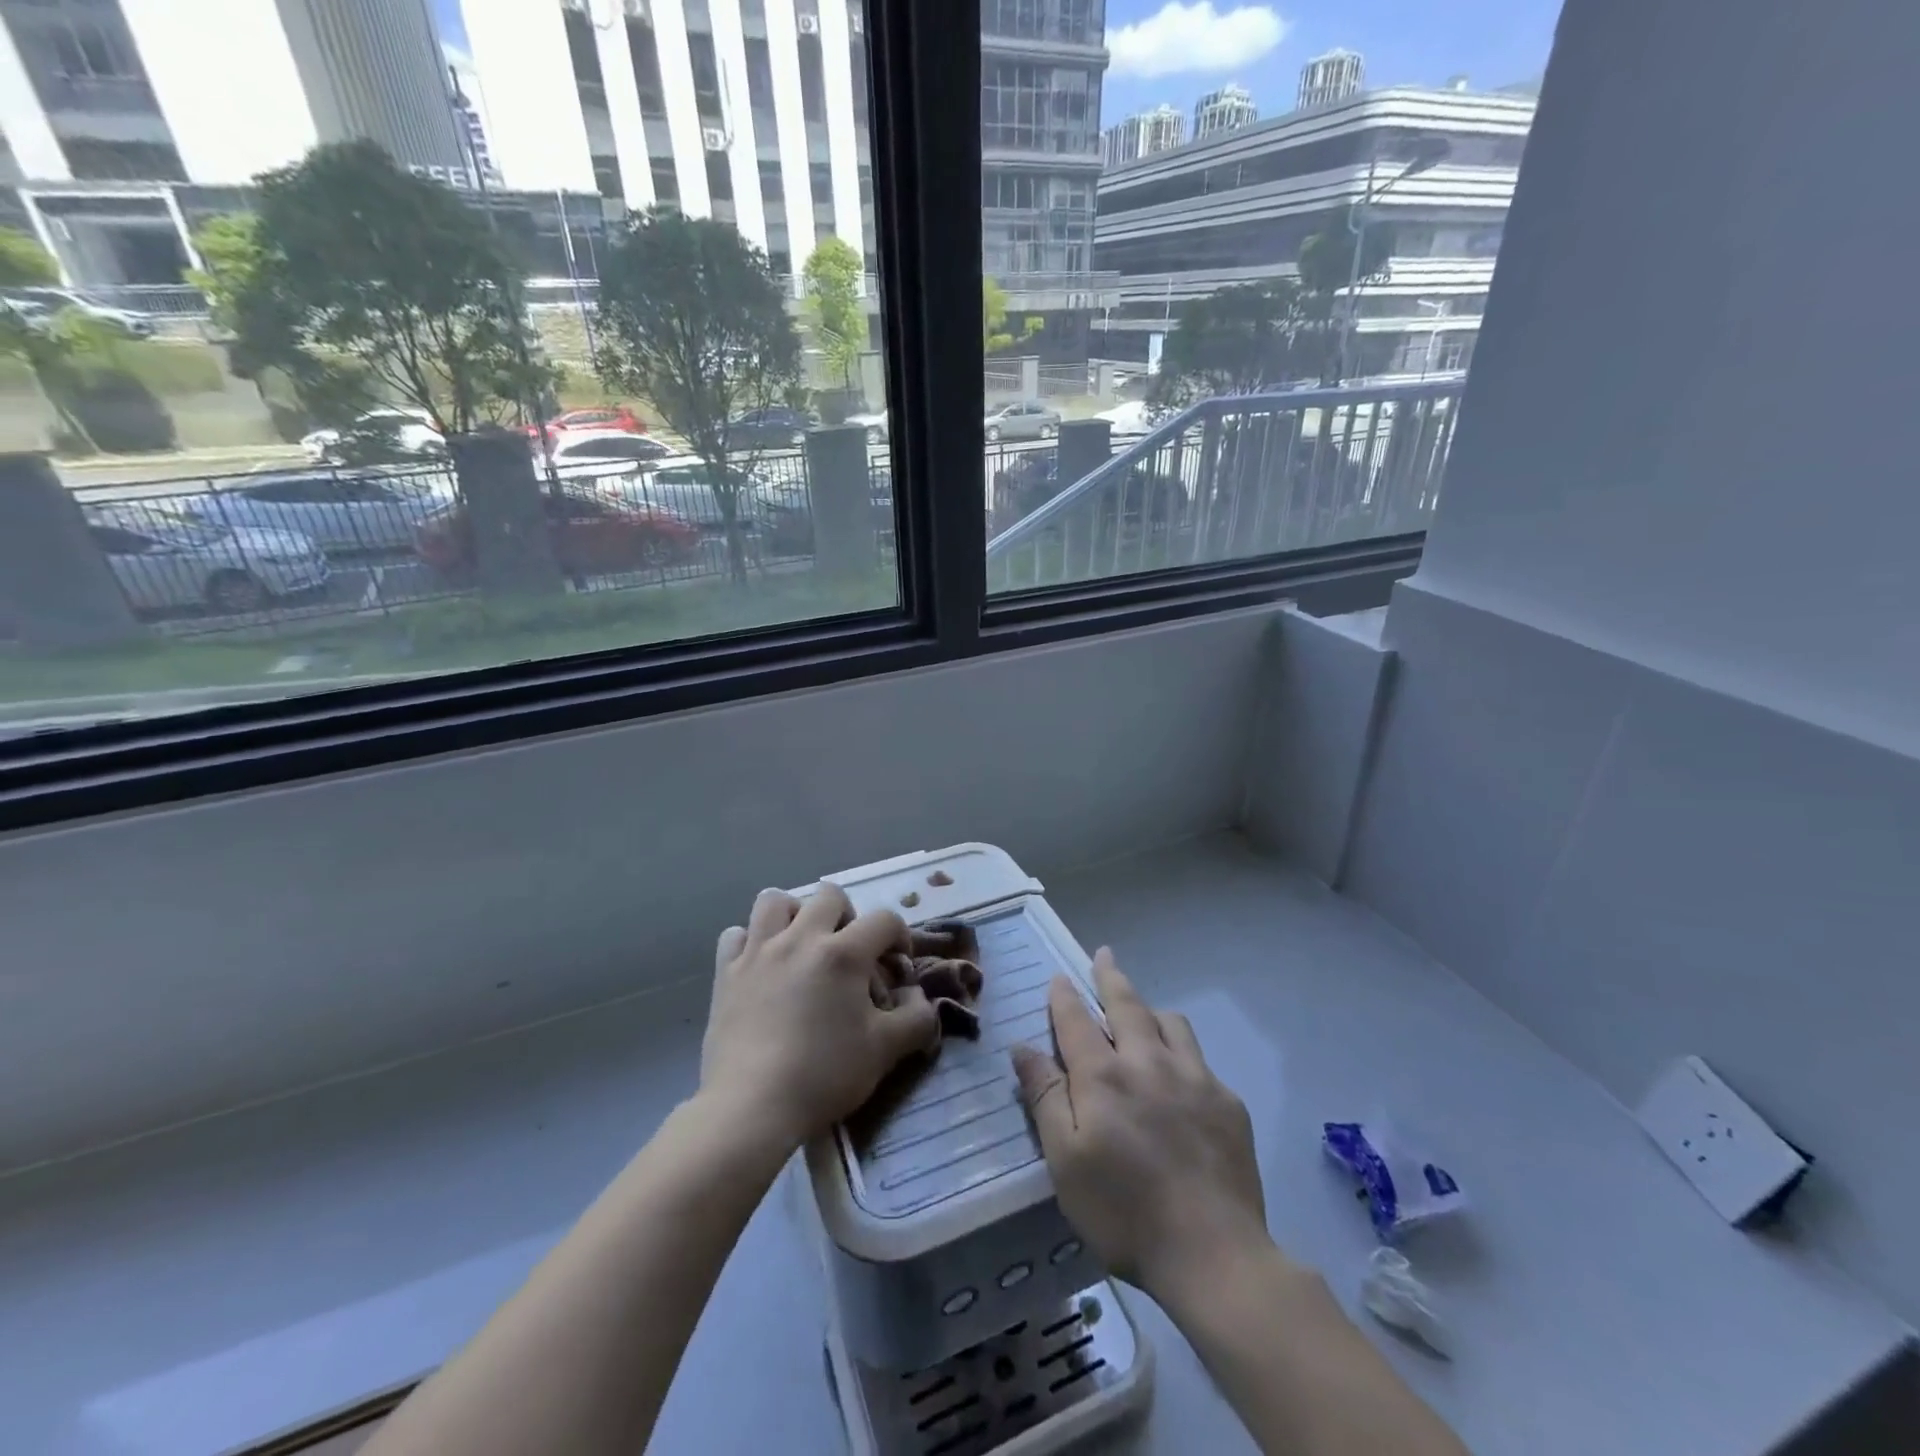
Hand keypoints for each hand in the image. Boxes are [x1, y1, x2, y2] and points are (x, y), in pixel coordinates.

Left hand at [701, 885, 941, 1150]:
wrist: (752, 1107)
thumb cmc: (824, 1075)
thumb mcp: (885, 1050)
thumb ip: (916, 1018)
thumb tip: (920, 998)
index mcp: (844, 953)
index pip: (885, 920)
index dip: (900, 938)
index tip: (897, 966)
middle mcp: (800, 938)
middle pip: (829, 895)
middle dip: (848, 916)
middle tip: (849, 952)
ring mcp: (758, 951)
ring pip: (775, 901)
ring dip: (794, 915)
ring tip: (801, 946)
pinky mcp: (725, 972)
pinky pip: (736, 934)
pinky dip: (750, 942)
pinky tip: (760, 966)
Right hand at [1011, 950, 1271, 1304]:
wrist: (1214, 1254)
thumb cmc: (1124, 1212)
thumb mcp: (1065, 1161)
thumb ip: (1045, 1097)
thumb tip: (1023, 1046)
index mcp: (1103, 1076)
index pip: (1076, 1020)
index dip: (1064, 996)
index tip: (1059, 977)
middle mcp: (1148, 1062)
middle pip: (1126, 1004)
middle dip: (1110, 976)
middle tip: (1104, 954)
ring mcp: (1194, 1077)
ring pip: (1170, 1022)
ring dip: (1150, 1009)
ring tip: (1142, 1013)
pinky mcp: (1227, 1101)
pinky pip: (1199, 1058)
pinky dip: (1180, 1050)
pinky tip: (1180, 1075)